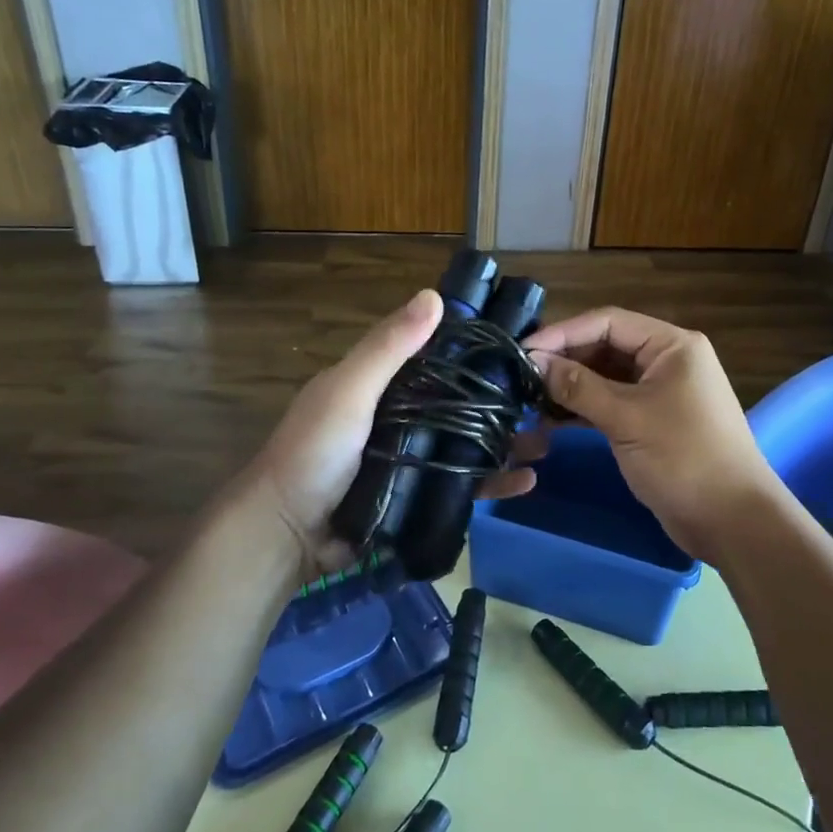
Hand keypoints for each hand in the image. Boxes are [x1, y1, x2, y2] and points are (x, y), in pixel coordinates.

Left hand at [239, 290, 539, 578]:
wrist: (287, 535)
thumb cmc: (313, 452)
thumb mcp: (348, 391)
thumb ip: (387, 349)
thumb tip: (434, 296)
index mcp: (382, 385)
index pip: (436, 356)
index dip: (473, 349)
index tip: (517, 344)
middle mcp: (401, 416)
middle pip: (460, 402)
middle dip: (500, 401)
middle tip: (543, 398)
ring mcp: (412, 460)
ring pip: (468, 444)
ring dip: (506, 442)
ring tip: (545, 441)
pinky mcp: (419, 498)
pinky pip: (463, 486)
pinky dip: (494, 483)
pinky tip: (527, 482)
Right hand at [523, 308, 780, 561]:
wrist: (732, 521)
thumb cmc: (684, 458)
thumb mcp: (627, 418)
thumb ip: (578, 387)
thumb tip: (534, 361)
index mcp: (672, 345)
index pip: (608, 322)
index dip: (564, 332)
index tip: (524, 349)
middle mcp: (666, 360)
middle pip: (605, 347)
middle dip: (565, 360)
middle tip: (521, 377)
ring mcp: (660, 391)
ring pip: (605, 377)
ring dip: (570, 387)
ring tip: (529, 400)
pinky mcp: (651, 421)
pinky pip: (611, 403)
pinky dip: (583, 409)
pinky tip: (551, 420)